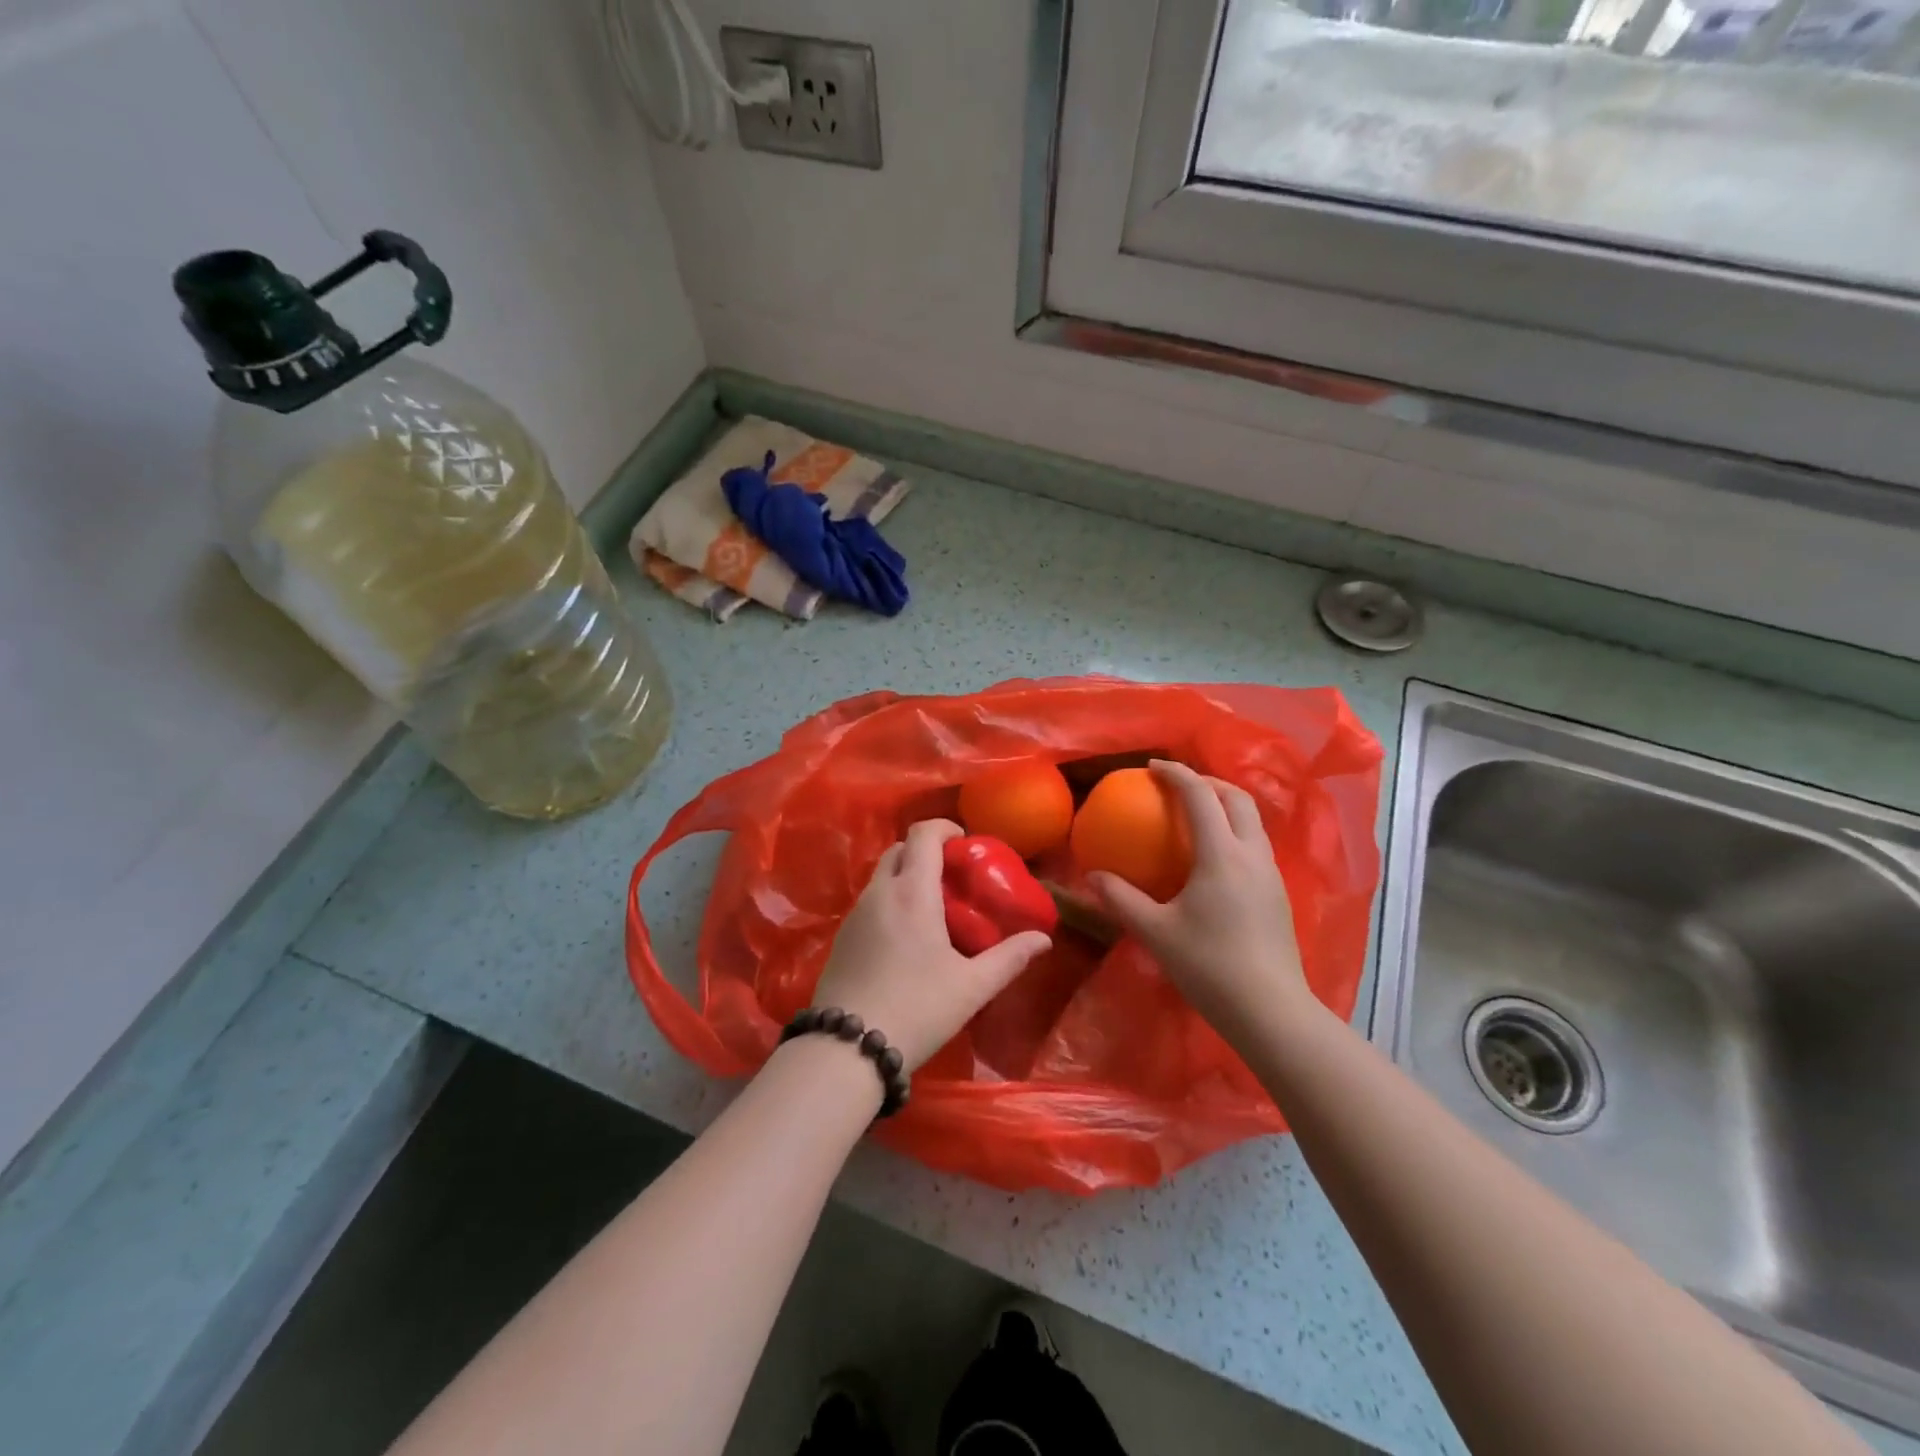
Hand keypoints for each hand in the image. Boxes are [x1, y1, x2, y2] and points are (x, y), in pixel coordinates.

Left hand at [812, 819, 1052, 1071]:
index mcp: (912, 891)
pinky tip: (904, 936)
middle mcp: (879, 892)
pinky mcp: (841, 936)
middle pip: (899, 849)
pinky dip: (889, 900)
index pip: (923, 834)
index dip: (944, 828)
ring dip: (905, 875)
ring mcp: (855, 913)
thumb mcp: (972, 986)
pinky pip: (869, 901)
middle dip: (925, 850)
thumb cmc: (918, 1008)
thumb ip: (1009, 958)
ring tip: (931, 907)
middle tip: (951, 876)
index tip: (965, 843)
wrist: (848, 1047)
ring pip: (881, 875)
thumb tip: (1043, 939)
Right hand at [1089, 760, 1311, 1039]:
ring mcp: (1271, 875)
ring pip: (1253, 822)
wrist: (1271, 1011)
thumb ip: (1122, 900)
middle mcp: (1252, 855)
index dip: (1176, 774)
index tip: (1153, 766)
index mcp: (1221, 855)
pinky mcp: (1279, 896)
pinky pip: (1256, 846)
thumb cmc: (1209, 966)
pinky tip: (1216, 860)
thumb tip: (1093, 877)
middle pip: (1237, 799)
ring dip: (1226, 806)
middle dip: (1207, 782)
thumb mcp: (1155, 931)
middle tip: (1178, 786)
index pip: (1200, 797)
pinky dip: (1235, 833)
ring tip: (1198, 815)